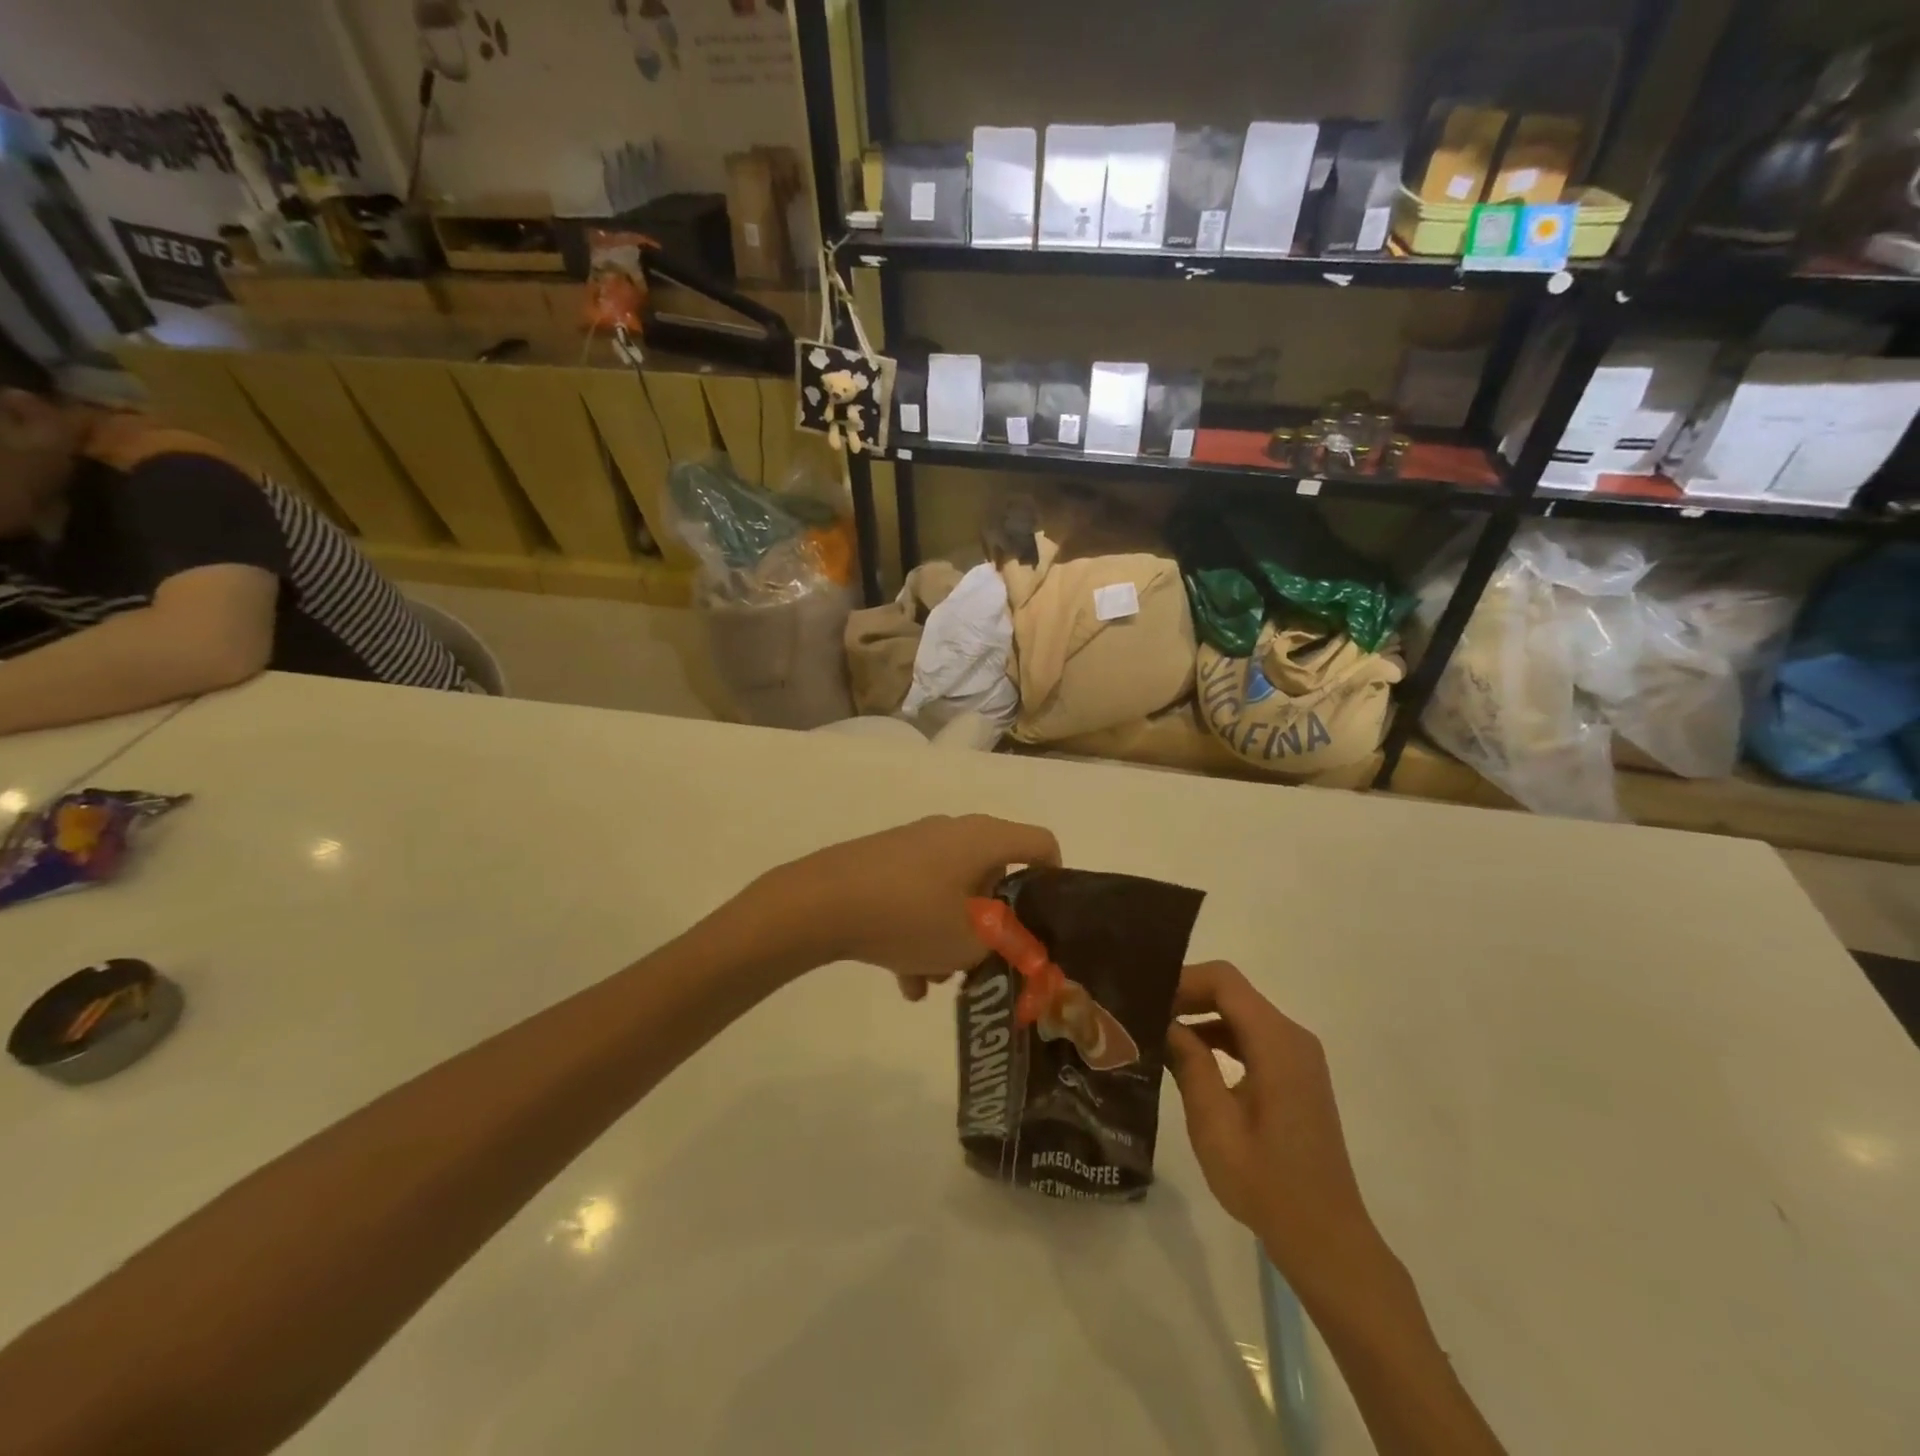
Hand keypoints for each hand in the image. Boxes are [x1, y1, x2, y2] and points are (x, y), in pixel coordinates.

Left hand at [755, 815, 1059, 992]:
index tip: (1048, 922)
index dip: (1055, 881)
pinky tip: (906, 982)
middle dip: (993, 925)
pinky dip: (920, 934)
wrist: (820, 902)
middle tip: (986, 963)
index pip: (1040, 844)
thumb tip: (1018, 943)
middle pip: (993, 876)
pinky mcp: (884, 862)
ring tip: (937, 981)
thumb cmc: (910, 916)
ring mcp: (915, 846)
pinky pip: (918, 897)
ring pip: (953, 893)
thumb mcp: (971, 942)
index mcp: (983, 839)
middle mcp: (953, 832)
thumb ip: (1007, 945)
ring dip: (953, 937)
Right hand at [1165, 961, 1381, 1277]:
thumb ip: (1189, 1064)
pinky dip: (1219, 1038)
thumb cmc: (1267, 1183)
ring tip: (1157, 1034)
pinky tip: (1187, 1060)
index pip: (1224, 981)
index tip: (1146, 998)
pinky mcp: (1296, 1076)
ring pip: (1241, 1014)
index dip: (1182, 980)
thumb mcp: (1214, 1124)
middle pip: (1233, 992)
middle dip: (1187, 996)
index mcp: (1277, 1043)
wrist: (1326, 1238)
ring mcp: (1298, 1057)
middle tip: (1143, 1014)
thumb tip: (1166, 1024)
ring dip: (1200, 1018)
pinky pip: (1252, 1038)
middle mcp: (1292, 1038)